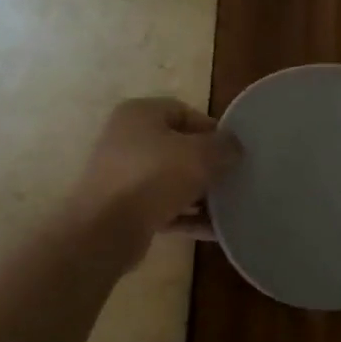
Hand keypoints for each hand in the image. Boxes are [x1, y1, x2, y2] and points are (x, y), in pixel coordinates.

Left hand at [67, 97, 240, 255]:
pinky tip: (215, 230)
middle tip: (234, 178)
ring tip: (230, 206)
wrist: (105, 229)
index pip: (184, 112)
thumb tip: (233, 147)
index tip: (235, 150)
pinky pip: (165, 208)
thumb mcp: (200, 154)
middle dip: (208, 164)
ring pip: (172, 180)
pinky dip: (188, 216)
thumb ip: (223, 146)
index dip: (212, 129)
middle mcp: (128, 139)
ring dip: (200, 193)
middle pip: (178, 147)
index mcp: (140, 114)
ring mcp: (124, 176)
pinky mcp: (125, 209)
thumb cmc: (153, 176)